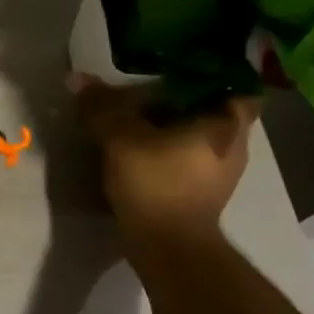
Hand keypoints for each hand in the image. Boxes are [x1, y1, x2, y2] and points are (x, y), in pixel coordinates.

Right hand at [69, 73, 258, 265]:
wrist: (168, 247)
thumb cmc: (157, 183)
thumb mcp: (121, 138)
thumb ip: (102, 107)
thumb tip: (76, 78)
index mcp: (227, 124)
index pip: (238, 85)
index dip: (216, 72)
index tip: (186, 66)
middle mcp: (234, 146)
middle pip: (216, 110)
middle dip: (187, 99)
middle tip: (153, 86)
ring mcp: (221, 173)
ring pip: (201, 136)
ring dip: (176, 126)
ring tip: (142, 116)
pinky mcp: (203, 194)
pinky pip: (189, 158)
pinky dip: (170, 149)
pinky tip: (143, 147)